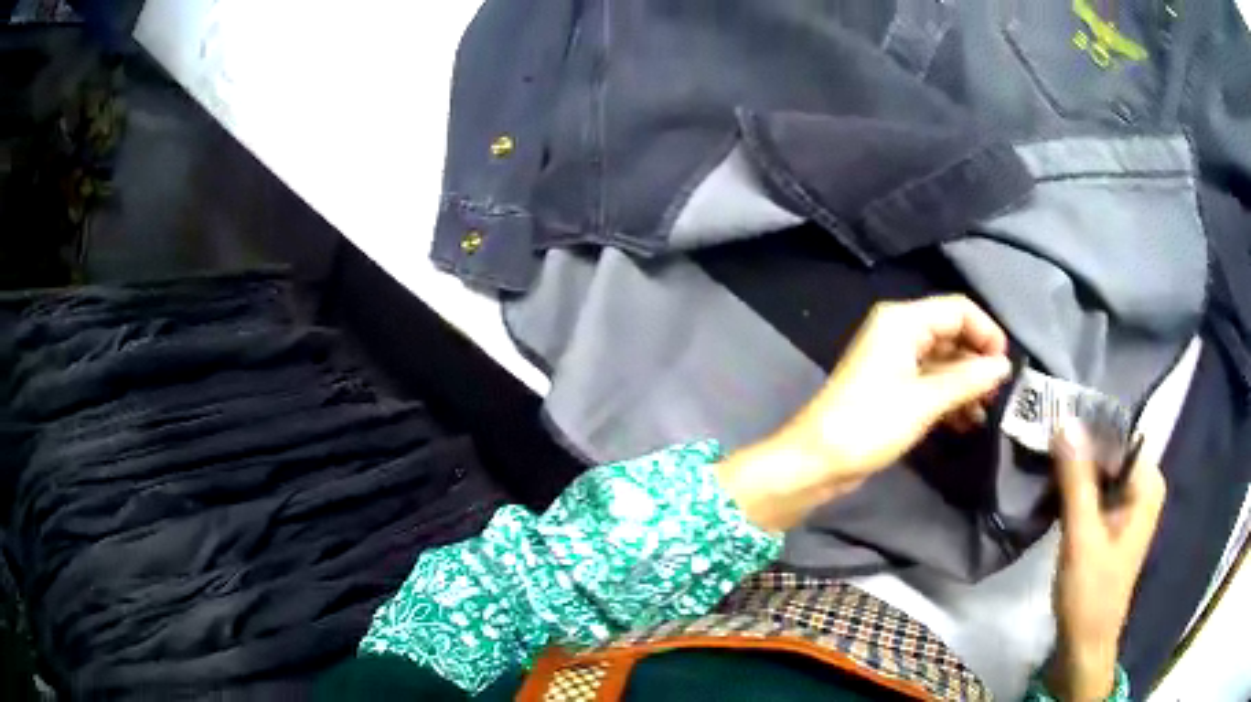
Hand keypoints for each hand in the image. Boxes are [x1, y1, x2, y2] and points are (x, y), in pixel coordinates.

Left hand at [717, 295, 1012, 531]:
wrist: (817, 462)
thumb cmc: (870, 424)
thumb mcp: (925, 400)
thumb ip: (968, 379)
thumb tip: (1003, 365)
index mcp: (903, 320)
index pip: (958, 310)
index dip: (986, 333)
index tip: (1005, 366)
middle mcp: (900, 332)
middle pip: (953, 334)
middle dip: (978, 362)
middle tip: (998, 394)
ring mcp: (895, 361)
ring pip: (944, 362)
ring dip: (967, 384)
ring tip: (985, 413)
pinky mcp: (893, 389)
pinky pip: (931, 383)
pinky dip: (950, 398)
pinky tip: (967, 423)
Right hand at [1046, 424, 1165, 699]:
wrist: (1084, 645)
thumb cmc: (1090, 593)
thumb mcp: (1082, 535)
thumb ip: (1077, 479)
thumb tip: (1065, 420)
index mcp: (1147, 484)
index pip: (1120, 434)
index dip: (1089, 423)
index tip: (1055, 415)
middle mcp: (1142, 487)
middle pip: (1111, 451)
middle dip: (1079, 445)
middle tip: (1043, 434)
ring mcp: (1128, 506)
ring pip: (1101, 470)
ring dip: (1074, 466)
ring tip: (1043, 453)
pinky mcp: (1112, 522)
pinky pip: (1096, 490)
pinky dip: (1075, 486)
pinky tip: (1052, 484)